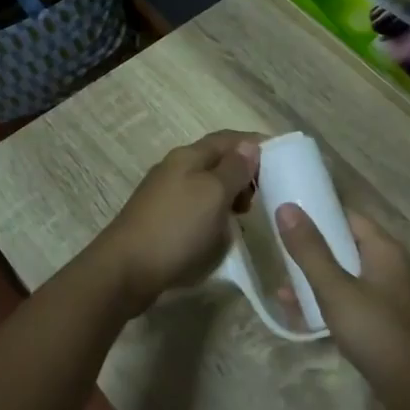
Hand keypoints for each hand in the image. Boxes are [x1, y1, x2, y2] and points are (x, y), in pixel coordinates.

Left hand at [95, 131, 260, 312]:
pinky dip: (215, 213)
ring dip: (230, 194)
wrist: (126, 270)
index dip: (255, 144)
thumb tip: (249, 146)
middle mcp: (175, 169)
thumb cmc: (176, 228)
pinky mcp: (161, 220)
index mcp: (188, 156)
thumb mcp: (214, 194)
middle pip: (217, 160)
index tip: (283, 159)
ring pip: (207, 185)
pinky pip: (196, 207)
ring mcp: (165, 195)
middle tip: (265, 195)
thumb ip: (234, 169)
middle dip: (244, 172)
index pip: (229, 139)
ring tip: (246, 215)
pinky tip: (221, 231)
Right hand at [274, 204, 409, 409]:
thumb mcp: (336, 290)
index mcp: (385, 249)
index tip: (288, 219)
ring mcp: (394, 296)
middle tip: (281, 258)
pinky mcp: (390, 322)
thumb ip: (310, 250)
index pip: (349, 217)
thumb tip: (285, 207)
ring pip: (348, 278)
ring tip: (283, 293)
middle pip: (347, 247)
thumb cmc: (377, 332)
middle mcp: (393, 266)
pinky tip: (305, 320)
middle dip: (313, 253)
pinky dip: (331, 305)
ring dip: (318, 282)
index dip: (319, 214)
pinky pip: (355, 303)